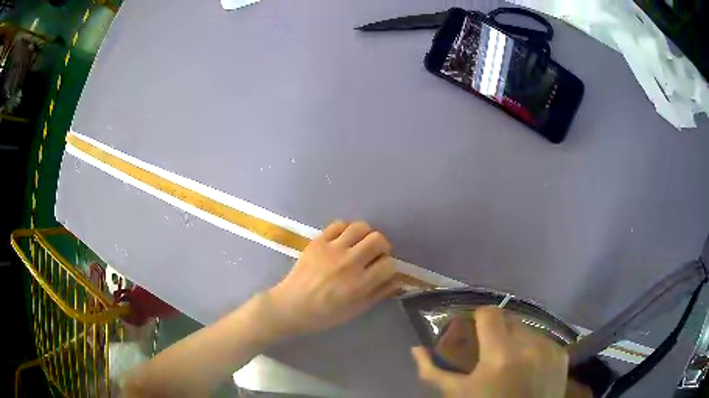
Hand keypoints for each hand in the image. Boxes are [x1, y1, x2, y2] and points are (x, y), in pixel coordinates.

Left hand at [266, 220, 398, 336]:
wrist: (291, 306)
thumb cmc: (325, 314)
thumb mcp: (356, 310)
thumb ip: (378, 293)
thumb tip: (397, 279)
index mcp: (359, 283)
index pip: (389, 264)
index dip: (390, 267)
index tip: (383, 271)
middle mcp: (348, 262)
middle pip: (378, 239)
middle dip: (382, 247)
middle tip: (375, 255)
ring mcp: (332, 249)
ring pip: (360, 227)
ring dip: (366, 235)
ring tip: (360, 245)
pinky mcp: (318, 241)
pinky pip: (338, 224)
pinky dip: (346, 229)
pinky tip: (344, 240)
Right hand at [412, 307, 568, 397]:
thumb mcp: (456, 394)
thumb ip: (433, 371)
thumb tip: (415, 349)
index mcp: (501, 355)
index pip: (489, 313)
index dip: (478, 318)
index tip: (473, 330)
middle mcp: (530, 345)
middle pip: (509, 319)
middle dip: (496, 331)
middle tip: (489, 350)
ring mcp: (549, 349)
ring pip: (527, 329)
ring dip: (515, 339)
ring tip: (509, 361)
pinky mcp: (561, 355)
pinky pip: (543, 340)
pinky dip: (532, 348)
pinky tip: (527, 366)